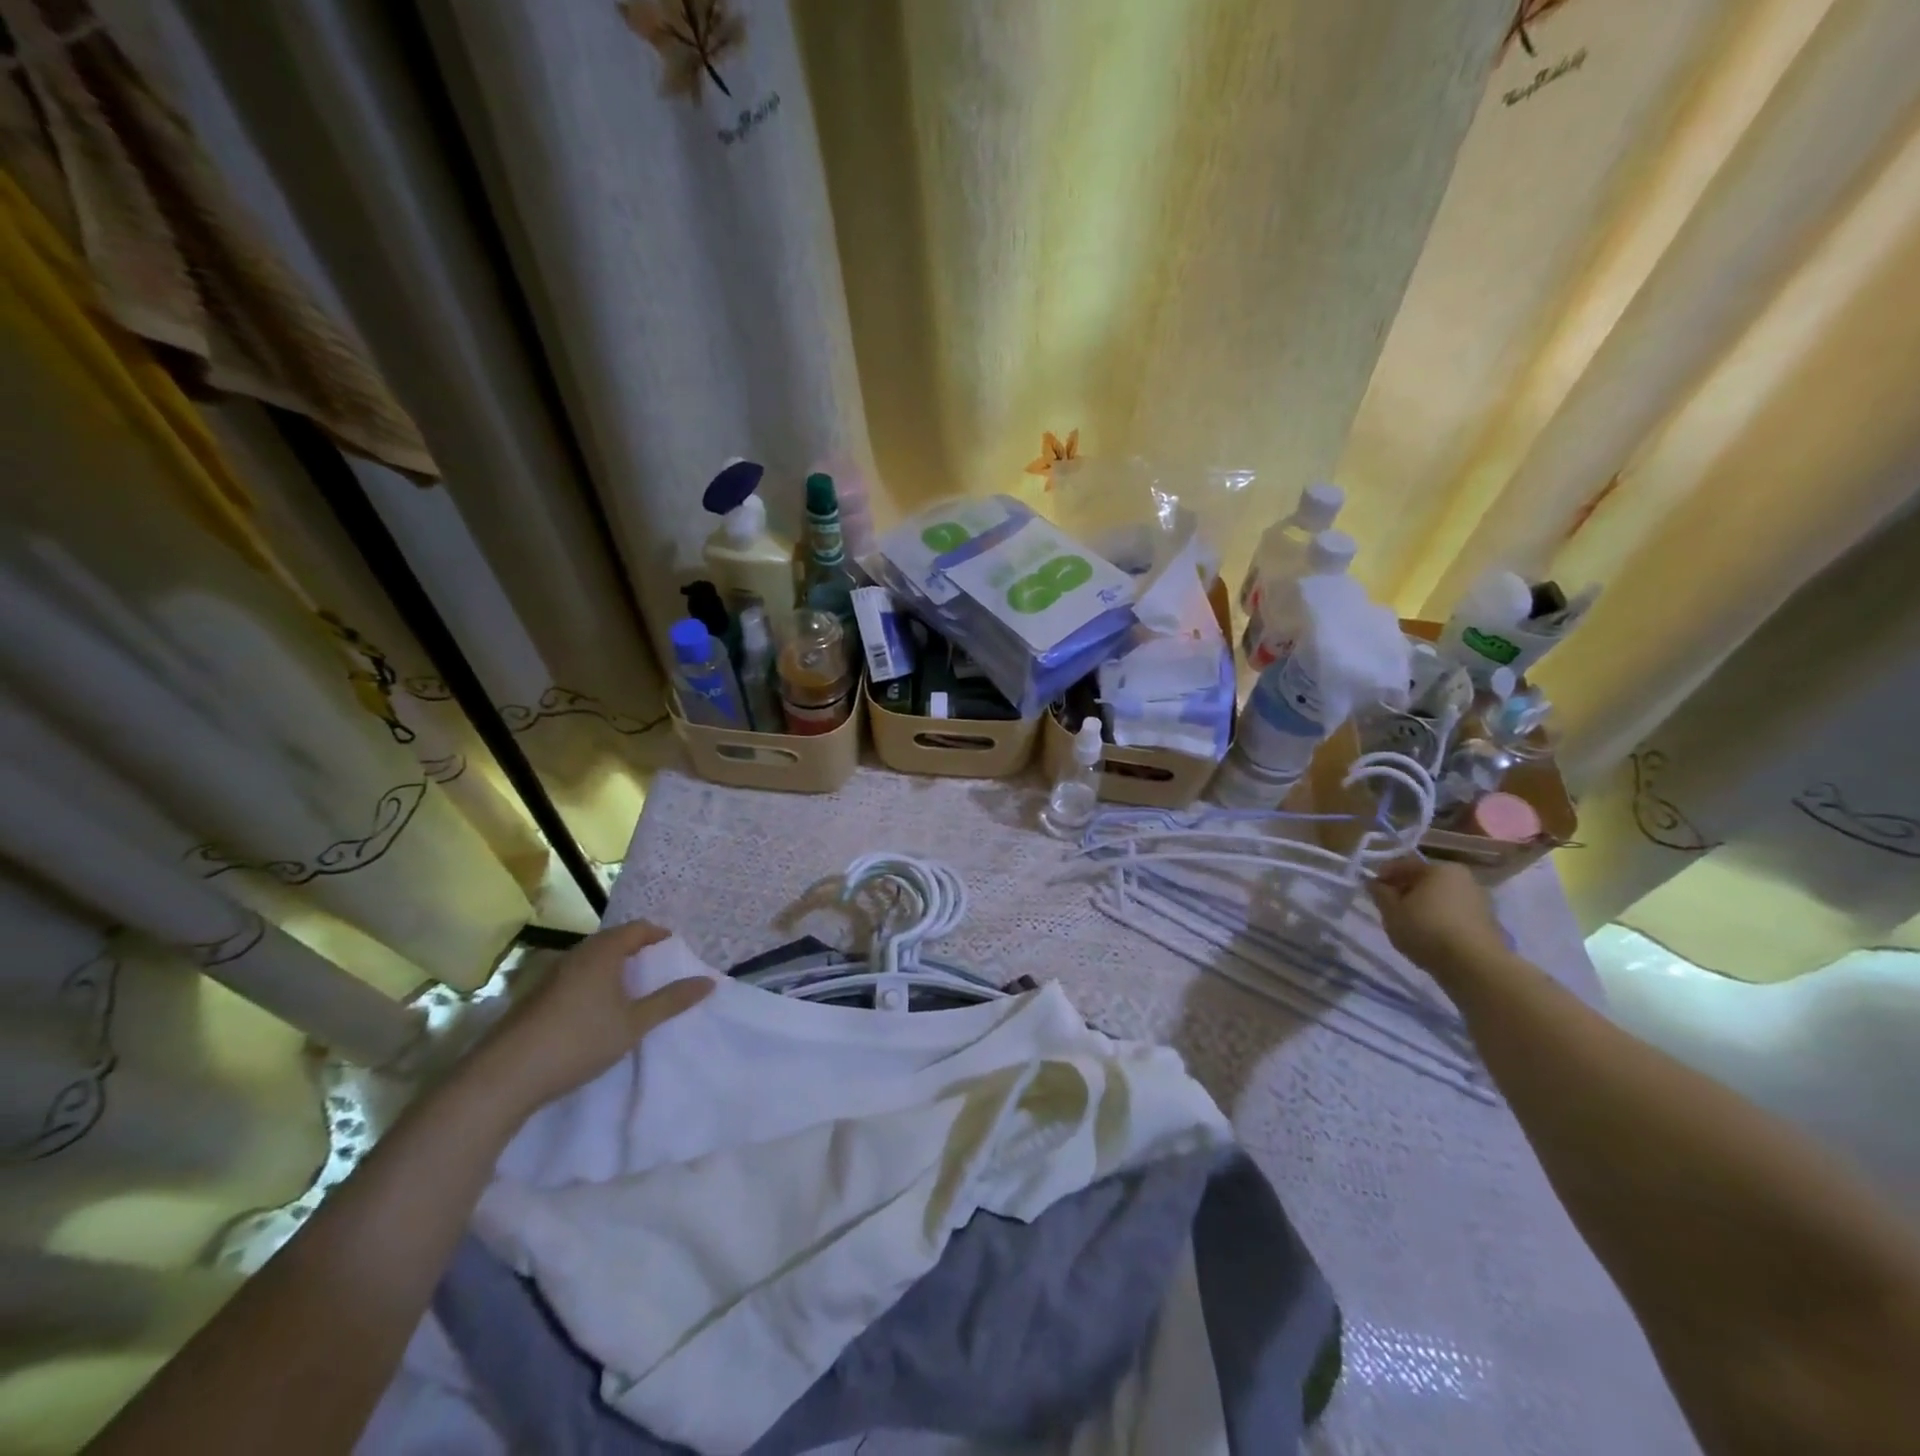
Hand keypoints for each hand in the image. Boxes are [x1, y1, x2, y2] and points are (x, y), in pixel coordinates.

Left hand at [465, 920, 711, 1121]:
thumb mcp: (633, 1024)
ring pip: (592, 961)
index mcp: (602, 952)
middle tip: (659, 973)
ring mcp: (551, 976)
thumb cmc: (578, 1041)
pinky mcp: (535, 998)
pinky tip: (596, 1014)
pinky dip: (594, 985)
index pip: (638, 928)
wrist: (503, 1078)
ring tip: (632, 994)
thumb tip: (709, 981)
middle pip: (613, 941)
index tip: (677, 954)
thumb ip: (671, 1001)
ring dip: (614, 970)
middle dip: (638, 952)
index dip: (660, 936)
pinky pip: (575, 978)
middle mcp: (576, 955)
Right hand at [1367, 858, 1509, 988]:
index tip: (1372, 889)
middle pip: (1425, 880)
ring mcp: (1479, 900)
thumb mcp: (1391, 911)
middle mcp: (1463, 878)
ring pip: (1441, 897)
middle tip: (1389, 907)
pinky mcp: (1487, 923)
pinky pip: (1454, 914)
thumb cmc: (1426, 930)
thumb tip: (1374, 883)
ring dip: (1424, 906)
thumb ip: (1380, 894)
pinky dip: (1440, 919)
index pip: (1404, 864)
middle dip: (1405, 890)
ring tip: (1409, 924)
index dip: (1384, 874)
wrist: (1475, 966)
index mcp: (1439, 868)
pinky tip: (1430, 935)